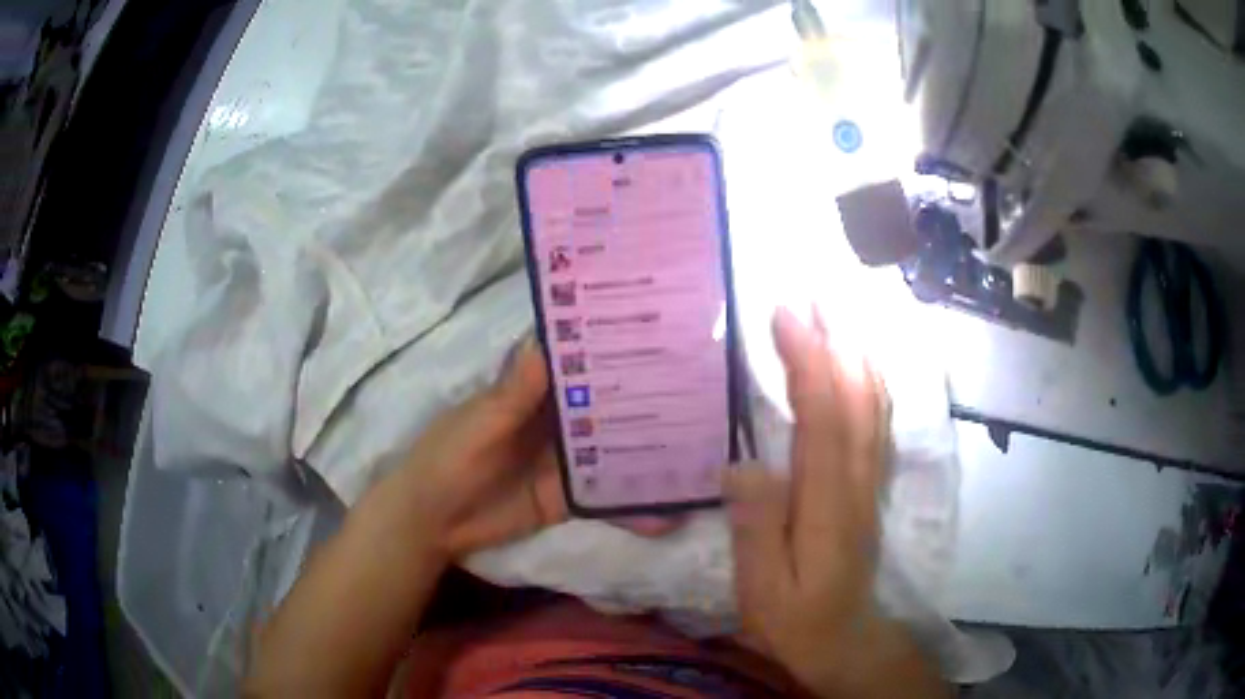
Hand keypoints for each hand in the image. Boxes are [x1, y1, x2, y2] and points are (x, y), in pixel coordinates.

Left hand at [387, 336, 677, 560]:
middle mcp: (560, 419)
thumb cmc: (446, 458)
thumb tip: (549, 340)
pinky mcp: (571, 497)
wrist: (432, 521)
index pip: (583, 359)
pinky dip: (635, 508)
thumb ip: (513, 393)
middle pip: (611, 403)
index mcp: (534, 390)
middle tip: (708, 392)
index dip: (615, 344)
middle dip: (651, 398)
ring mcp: (569, 460)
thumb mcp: (478, 423)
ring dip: (653, 454)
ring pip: (619, 450)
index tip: (663, 329)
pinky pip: (609, 498)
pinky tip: (670, 516)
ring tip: (706, 454)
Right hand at [725, 308, 900, 695]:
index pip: (823, 418)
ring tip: (835, 310)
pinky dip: (871, 379)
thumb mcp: (762, 588)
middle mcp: (857, 480)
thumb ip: (756, 529)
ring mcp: (869, 479)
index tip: (785, 315)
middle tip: (809, 293)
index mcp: (827, 504)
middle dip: (835, 339)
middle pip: (855, 397)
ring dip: (856, 350)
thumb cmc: (795, 617)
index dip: (808, 362)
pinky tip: (859, 359)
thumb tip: (744, 465)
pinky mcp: (871, 482)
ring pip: (874, 403)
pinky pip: (878, 420)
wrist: (844, 636)